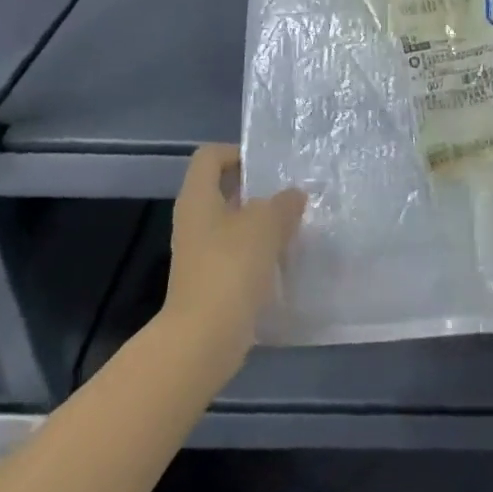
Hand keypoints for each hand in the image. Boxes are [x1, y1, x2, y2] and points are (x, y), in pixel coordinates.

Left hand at [160, 144, 305, 375]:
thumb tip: (293, 196)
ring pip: (235, 225)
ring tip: (297, 225)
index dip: (237, 152)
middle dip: (259, 190)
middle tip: (293, 193)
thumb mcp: (266, 223)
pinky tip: (287, 259)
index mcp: (199, 198)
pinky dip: (262, 253)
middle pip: (225, 190)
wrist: (204, 339)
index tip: (269, 165)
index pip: (210, 157)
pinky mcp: (212, 282)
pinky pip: (239, 255)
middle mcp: (195, 221)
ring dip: (264, 224)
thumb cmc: (230, 267)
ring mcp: (201, 254)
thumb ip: (284, 203)